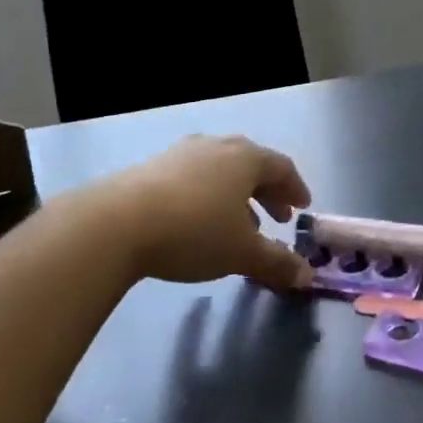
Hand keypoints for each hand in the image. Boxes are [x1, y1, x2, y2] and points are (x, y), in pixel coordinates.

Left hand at [100, 135, 315, 292]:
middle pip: (251, 165)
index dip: (296, 188)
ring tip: (239, 226)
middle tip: (277, 218)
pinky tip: (198, 224)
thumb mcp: (242, 253)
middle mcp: (216, 147)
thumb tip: (306, 275)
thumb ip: (277, 262)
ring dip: (236, 196)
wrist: (116, 224)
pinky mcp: (151, 167)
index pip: (282, 167)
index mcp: (245, 158)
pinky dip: (207, 197)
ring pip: (220, 171)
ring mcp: (181, 154)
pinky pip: (193, 178)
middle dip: (268, 192)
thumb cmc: (194, 231)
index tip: (302, 207)